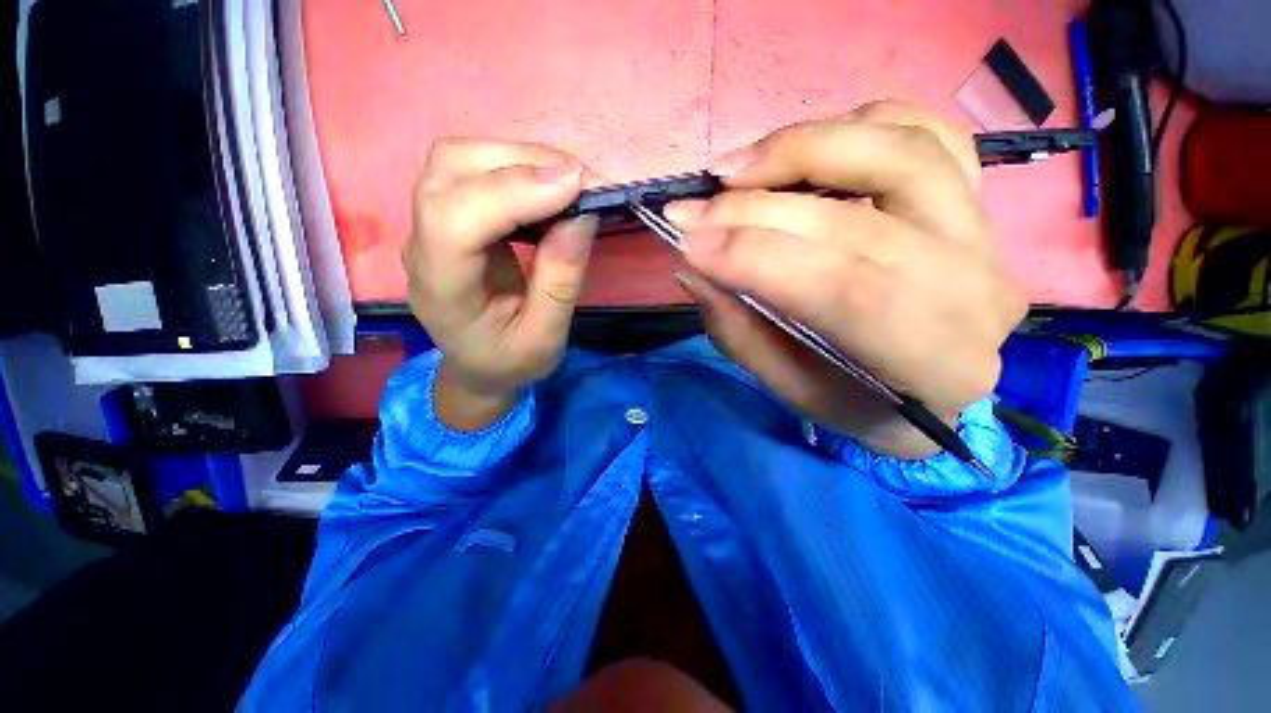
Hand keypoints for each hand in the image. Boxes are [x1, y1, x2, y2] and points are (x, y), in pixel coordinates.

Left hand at [404, 139, 596, 429]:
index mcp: (441, 289)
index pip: (454, 221)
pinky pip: (470, 160)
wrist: (473, 363)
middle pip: (449, 169)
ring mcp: (425, 219)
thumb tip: (583, 211)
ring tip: (566, 180)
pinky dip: (515, 158)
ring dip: (519, 154)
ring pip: (458, 154)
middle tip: (580, 183)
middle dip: (522, 161)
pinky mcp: (441, 204)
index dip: (513, 190)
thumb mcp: (544, 339)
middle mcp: (422, 244)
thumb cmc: (506, 359)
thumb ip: (561, 278)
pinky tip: (545, 181)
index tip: (577, 187)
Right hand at [667, 101, 1026, 457]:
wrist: (948, 379)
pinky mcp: (978, 188)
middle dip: (764, 206)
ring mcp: (985, 227)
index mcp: (947, 363)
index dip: (761, 256)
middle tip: (698, 209)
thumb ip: (747, 334)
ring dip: (810, 144)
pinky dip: (865, 120)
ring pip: (903, 148)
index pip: (853, 292)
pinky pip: (926, 126)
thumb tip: (694, 260)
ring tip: (746, 169)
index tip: (688, 241)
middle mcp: (980, 287)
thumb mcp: (806, 396)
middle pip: (868, 219)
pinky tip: (823, 145)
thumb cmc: (879, 401)